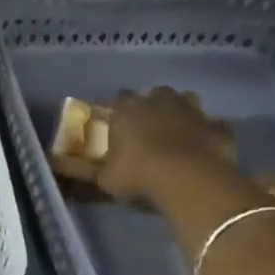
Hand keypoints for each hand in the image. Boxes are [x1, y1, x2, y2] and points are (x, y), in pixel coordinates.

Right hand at [53, 87, 236, 203]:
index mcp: (127, 109)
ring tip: (177, 130)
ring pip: (186, 101)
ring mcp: (193, 111)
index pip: (116, 99)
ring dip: (181, 111)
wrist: (189, 179)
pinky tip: (205, 145)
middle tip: (147, 125)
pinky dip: (209, 132)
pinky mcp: (218, 127)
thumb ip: (84, 171)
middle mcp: (159, 101)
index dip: (115, 109)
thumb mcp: (104, 178)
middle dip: (151, 105)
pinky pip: (213, 125)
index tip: (113, 121)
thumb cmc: (138, 174)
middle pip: (154, 94)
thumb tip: (56, 166)